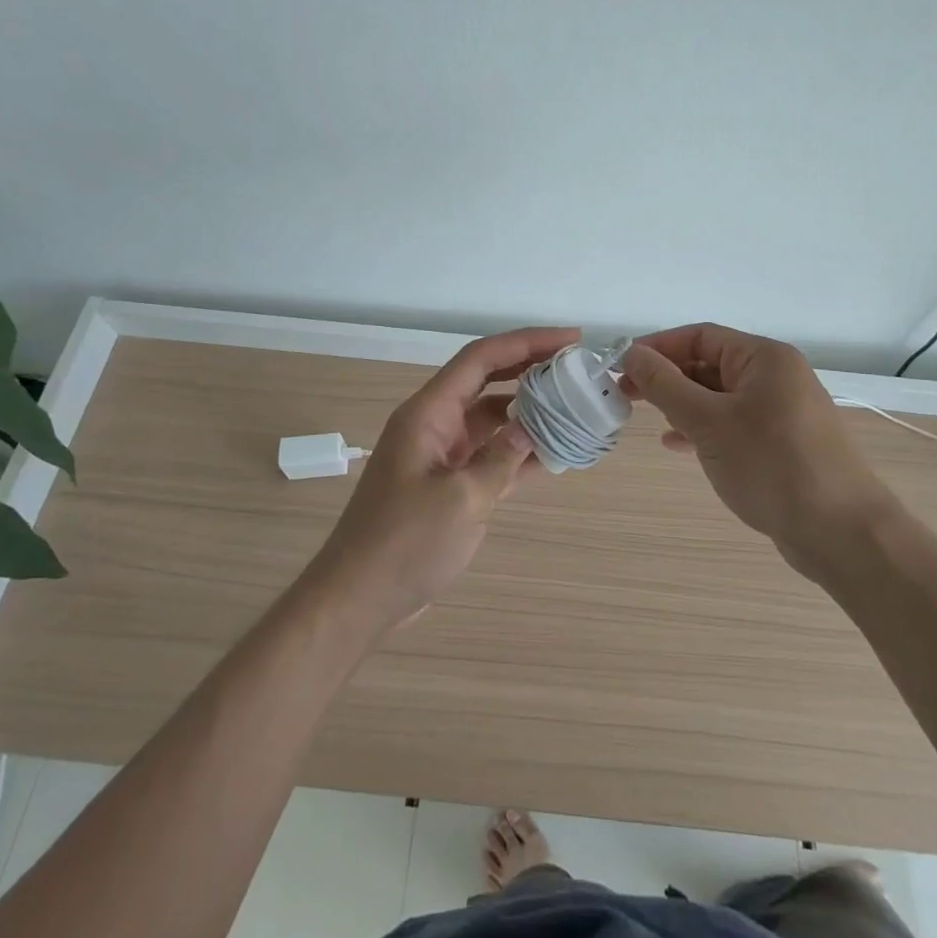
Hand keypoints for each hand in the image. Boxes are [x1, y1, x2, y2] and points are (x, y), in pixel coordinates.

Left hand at [303, 326, 578, 635]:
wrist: (359, 599)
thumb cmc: (405, 544)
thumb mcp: (461, 499)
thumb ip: (501, 458)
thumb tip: (533, 428)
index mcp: (429, 413)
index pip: (481, 358)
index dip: (526, 341)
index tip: (570, 338)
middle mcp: (435, 424)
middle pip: (488, 380)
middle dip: (531, 367)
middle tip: (577, 366)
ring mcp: (442, 455)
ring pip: (492, 418)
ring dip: (529, 410)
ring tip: (573, 406)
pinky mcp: (449, 484)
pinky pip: (490, 455)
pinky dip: (519, 451)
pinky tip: (554, 453)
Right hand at [622, 324, 893, 582]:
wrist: (841, 532)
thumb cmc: (772, 466)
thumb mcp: (709, 422)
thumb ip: (666, 385)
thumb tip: (632, 353)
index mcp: (765, 358)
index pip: (701, 336)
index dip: (658, 347)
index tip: (620, 364)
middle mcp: (776, 376)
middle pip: (710, 364)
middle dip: (667, 377)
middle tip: (625, 393)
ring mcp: (782, 411)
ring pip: (719, 396)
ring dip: (682, 404)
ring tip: (646, 417)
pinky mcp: (782, 443)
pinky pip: (733, 424)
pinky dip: (703, 429)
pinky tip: (677, 444)